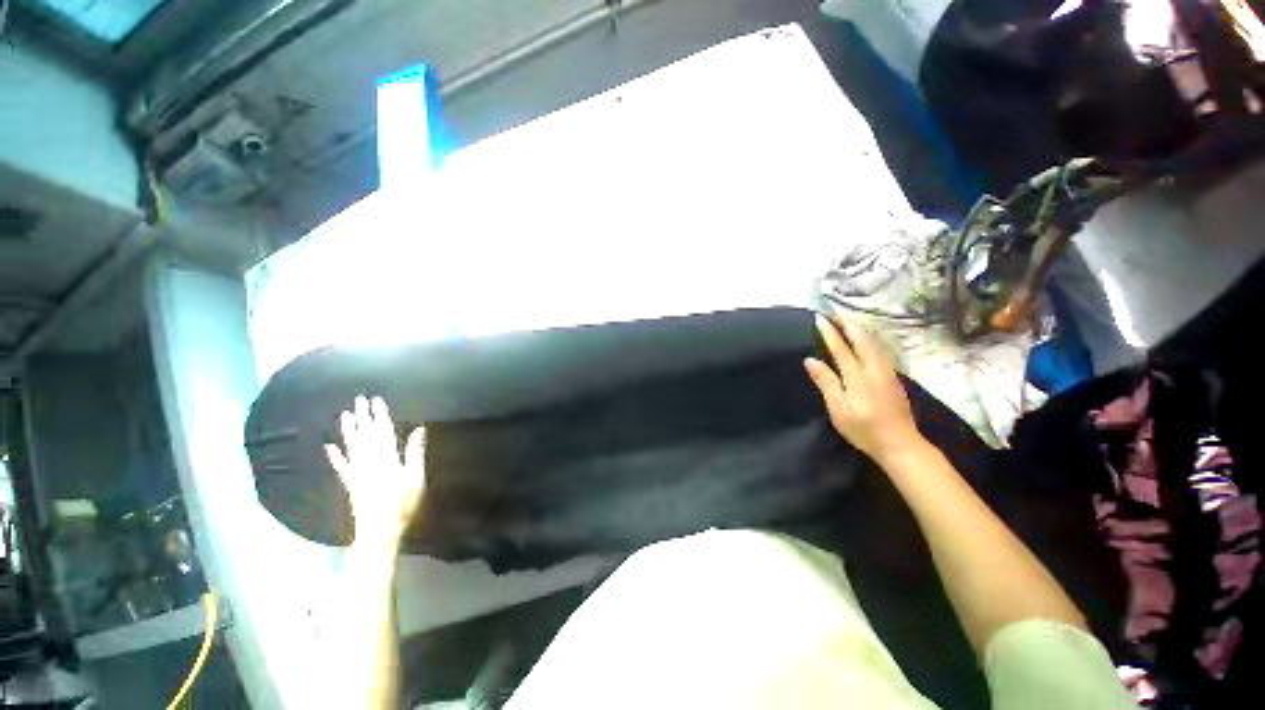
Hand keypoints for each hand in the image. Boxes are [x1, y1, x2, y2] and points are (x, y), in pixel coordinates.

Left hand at [325, 395, 425, 548]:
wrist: (379, 530)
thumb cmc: (403, 504)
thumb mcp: (416, 477)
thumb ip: (415, 452)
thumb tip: (419, 429)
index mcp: (387, 458)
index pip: (383, 430)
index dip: (380, 415)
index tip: (377, 400)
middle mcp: (369, 461)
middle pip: (365, 434)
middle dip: (363, 416)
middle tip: (359, 399)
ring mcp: (357, 472)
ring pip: (351, 446)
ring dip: (348, 430)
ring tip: (346, 414)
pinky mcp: (350, 483)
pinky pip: (341, 467)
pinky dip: (335, 456)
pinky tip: (329, 446)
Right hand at [804, 315, 924, 464]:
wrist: (901, 444)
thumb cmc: (864, 429)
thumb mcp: (838, 410)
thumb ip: (826, 382)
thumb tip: (810, 360)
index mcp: (858, 376)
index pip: (841, 348)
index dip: (829, 332)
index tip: (819, 318)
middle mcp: (874, 368)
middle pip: (861, 339)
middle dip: (847, 323)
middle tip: (833, 312)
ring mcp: (887, 371)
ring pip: (874, 341)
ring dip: (859, 328)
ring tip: (846, 319)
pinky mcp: (893, 377)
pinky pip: (880, 348)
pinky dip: (869, 337)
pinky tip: (866, 338)